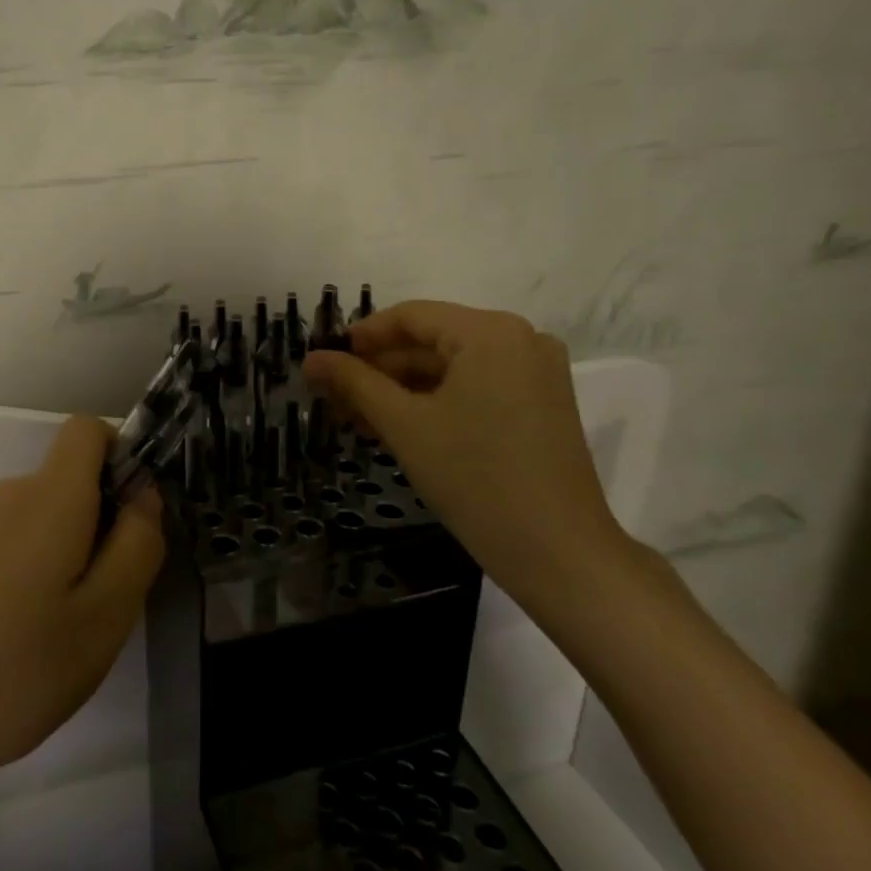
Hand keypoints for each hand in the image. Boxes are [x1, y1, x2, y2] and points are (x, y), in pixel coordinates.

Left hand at [0, 415, 164, 808]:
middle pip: (70, 480)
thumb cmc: (15, 670)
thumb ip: (137, 545)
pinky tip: (18, 642)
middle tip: (104, 602)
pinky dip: (33, 574)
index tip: (132, 519)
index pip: (88, 429)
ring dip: (67, 556)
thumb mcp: (104, 617)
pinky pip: (12, 544)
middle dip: (101, 523)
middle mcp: (8, 496)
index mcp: (49, 496)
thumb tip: (144, 494)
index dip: (120, 456)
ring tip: (61, 633)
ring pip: (44, 519)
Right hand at [302, 300, 627, 606]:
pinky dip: (436, 402)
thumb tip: (311, 359)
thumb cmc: (474, 478)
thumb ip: (353, 382)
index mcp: (489, 332)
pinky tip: (400, 428)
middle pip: (431, 341)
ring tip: (359, 421)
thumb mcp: (403, 424)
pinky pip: (476, 387)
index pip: (410, 316)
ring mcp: (536, 372)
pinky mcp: (542, 404)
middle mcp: (520, 339)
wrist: (559, 554)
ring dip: (403, 390)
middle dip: (379, 370)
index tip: (324, 364)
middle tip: (335, 400)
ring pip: (451, 367)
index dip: (361, 337)